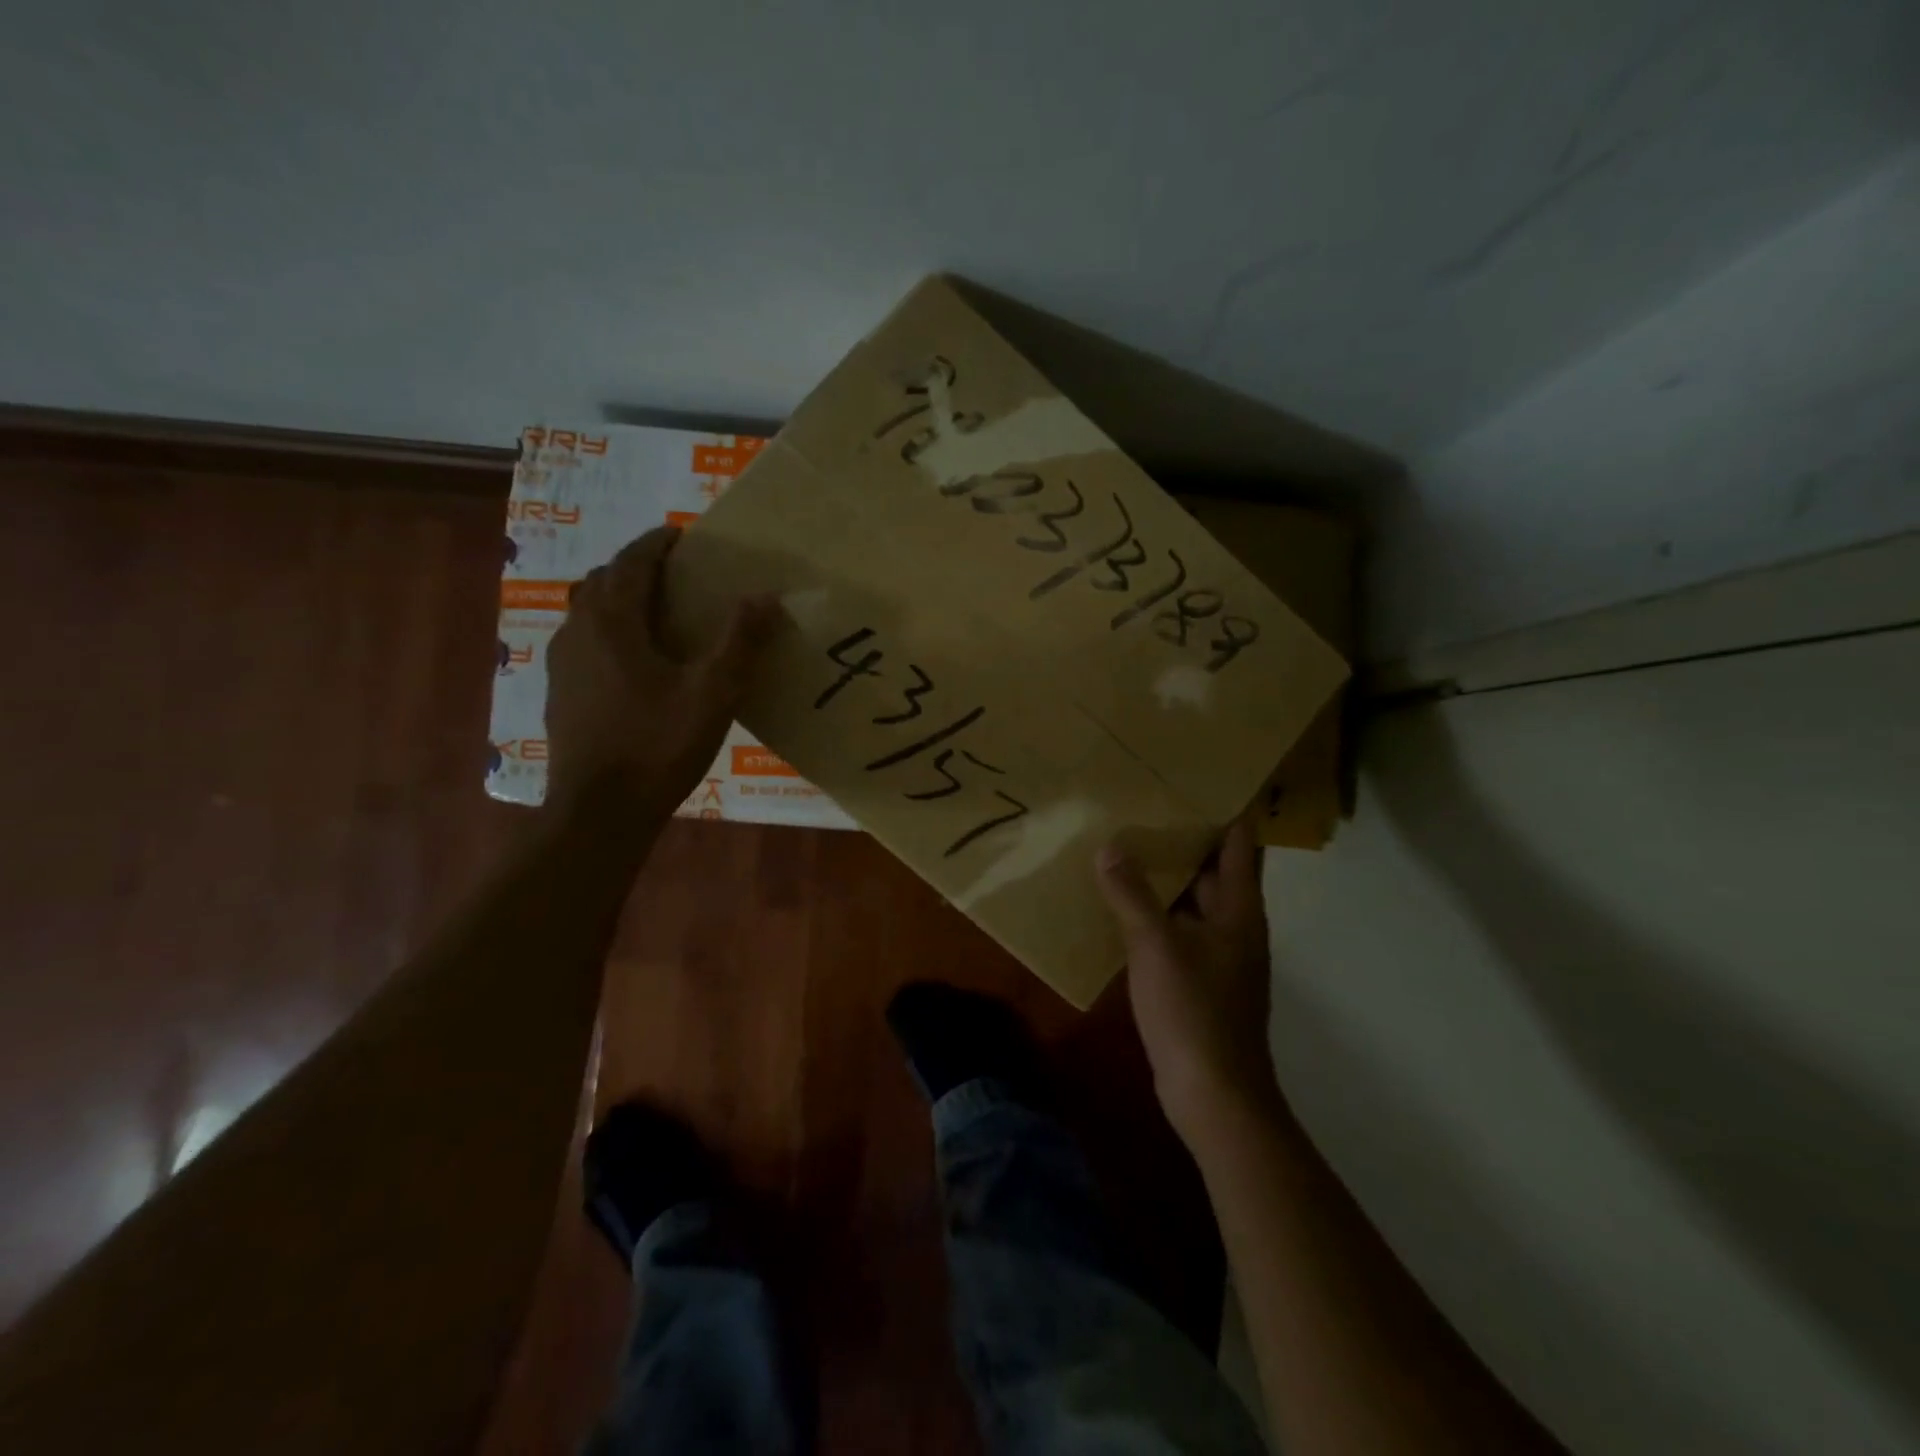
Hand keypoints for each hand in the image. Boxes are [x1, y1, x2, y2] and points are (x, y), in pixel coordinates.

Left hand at [545, 526, 776, 815]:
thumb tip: (766, 596)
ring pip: (589, 612)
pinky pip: (584, 643)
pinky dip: (610, 633)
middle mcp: (577, 630)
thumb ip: (739, 641)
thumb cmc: (658, 745)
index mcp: (612, 621)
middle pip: (605, 581)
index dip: (658, 544)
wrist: (599, 811)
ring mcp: (561, 664)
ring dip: (621, 600)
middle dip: (638, 569)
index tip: (683, 537)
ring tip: (658, 616)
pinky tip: (635, 663)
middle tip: (676, 576)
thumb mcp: (713, 693)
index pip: (632, 561)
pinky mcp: (560, 693)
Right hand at [1096, 812, 1277, 1144]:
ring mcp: (1219, 957)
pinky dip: (1157, 914)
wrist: (1214, 1094)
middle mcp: (1235, 927)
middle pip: (1216, 871)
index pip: (1240, 845)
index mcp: (1239, 911)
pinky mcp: (1199, 982)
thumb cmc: (1194, 1011)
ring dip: (1167, 878)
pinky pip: (1178, 932)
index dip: (1225, 812)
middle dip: (1186, 841)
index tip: (1195, 783)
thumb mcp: (1156, 945)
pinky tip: (1123, 906)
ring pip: (1194, 903)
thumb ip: (1131, 894)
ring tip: (1128, 847)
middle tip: (1146, 807)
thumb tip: (1110, 847)